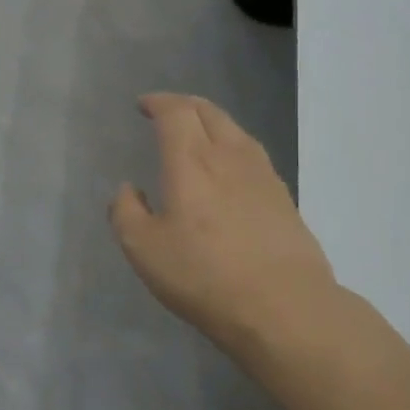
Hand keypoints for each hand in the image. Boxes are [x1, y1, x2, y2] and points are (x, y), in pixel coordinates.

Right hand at [111, 93, 346, 389]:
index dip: (157, 102)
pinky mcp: (283, 197)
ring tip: (197, 134)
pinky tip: (228, 168)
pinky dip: (232, 146)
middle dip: (184, 104)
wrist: (284, 307)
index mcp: (191, 161)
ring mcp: (262, 175)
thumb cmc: (204, 275)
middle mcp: (228, 156)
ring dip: (211, 121)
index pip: (175, 112)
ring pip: (234, 130)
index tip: (143, 105)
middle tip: (166, 111)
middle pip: (208, 112)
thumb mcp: (144, 249)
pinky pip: (252, 153)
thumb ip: (126, 212)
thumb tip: (127, 189)